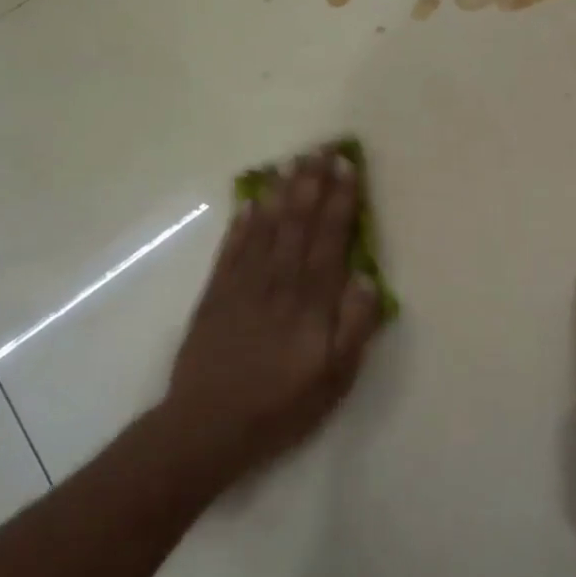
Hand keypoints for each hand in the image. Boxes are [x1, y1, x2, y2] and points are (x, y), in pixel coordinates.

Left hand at [159, 150, 383, 490]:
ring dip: (280, 193)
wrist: (207, 427)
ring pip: (265, 228)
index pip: (330, 238)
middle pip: (298, 222)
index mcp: (311, 300)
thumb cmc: (282, 405)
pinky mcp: (215, 296)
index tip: (347, 167)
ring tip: (291, 163)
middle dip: (312, 183)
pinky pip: (231, 250)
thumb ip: (355, 327)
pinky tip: (250, 204)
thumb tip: (368, 279)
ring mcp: (243, 285)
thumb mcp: (335, 377)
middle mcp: (278, 282)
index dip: (341, 201)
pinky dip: (242, 224)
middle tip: (322, 149)